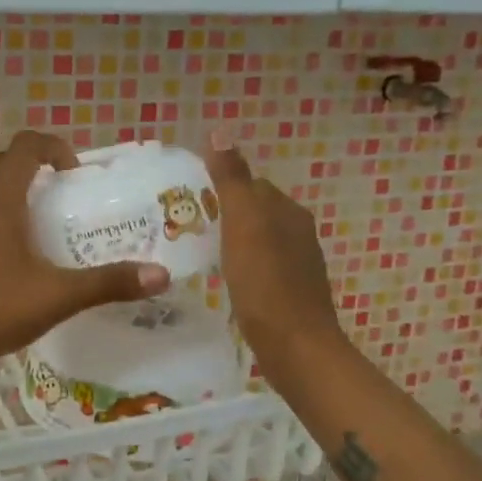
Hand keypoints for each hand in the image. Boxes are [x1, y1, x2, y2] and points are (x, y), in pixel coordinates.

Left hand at [0, 131, 170, 382]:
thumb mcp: (58, 296)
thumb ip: (108, 283)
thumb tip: (160, 275)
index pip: (22, 148)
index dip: (51, 146)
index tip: (74, 171)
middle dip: (23, 163)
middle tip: (52, 187)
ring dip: (2, 186)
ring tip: (33, 213)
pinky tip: (11, 248)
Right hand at [206, 136, 345, 388]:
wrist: (296, 349)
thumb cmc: (265, 282)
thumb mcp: (243, 223)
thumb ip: (232, 179)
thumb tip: (221, 131)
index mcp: (287, 211)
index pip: (251, 184)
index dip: (220, 187)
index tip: (186, 201)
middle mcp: (297, 232)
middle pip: (254, 212)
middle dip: (223, 214)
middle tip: (184, 227)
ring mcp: (296, 265)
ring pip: (256, 240)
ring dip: (230, 241)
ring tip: (196, 252)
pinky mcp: (289, 293)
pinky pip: (259, 267)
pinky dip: (239, 267)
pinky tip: (221, 281)